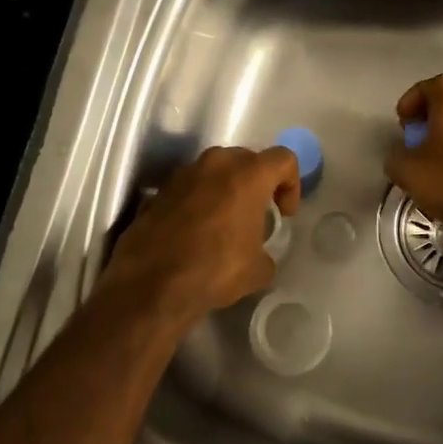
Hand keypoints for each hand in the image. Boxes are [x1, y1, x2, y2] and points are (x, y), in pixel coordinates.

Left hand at [98, 145, 300, 326]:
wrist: (151, 284)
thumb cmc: (215, 270)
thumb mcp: (257, 270)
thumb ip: (265, 253)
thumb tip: (258, 256)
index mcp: (248, 175)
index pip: (284, 159)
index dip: (291, 184)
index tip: (284, 213)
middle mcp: (215, 163)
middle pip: (247, 159)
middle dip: (256, 182)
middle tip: (257, 213)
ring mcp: (183, 174)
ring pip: (214, 171)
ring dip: (224, 189)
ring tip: (224, 222)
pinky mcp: (158, 190)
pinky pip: (188, 188)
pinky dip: (197, 202)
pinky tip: (193, 232)